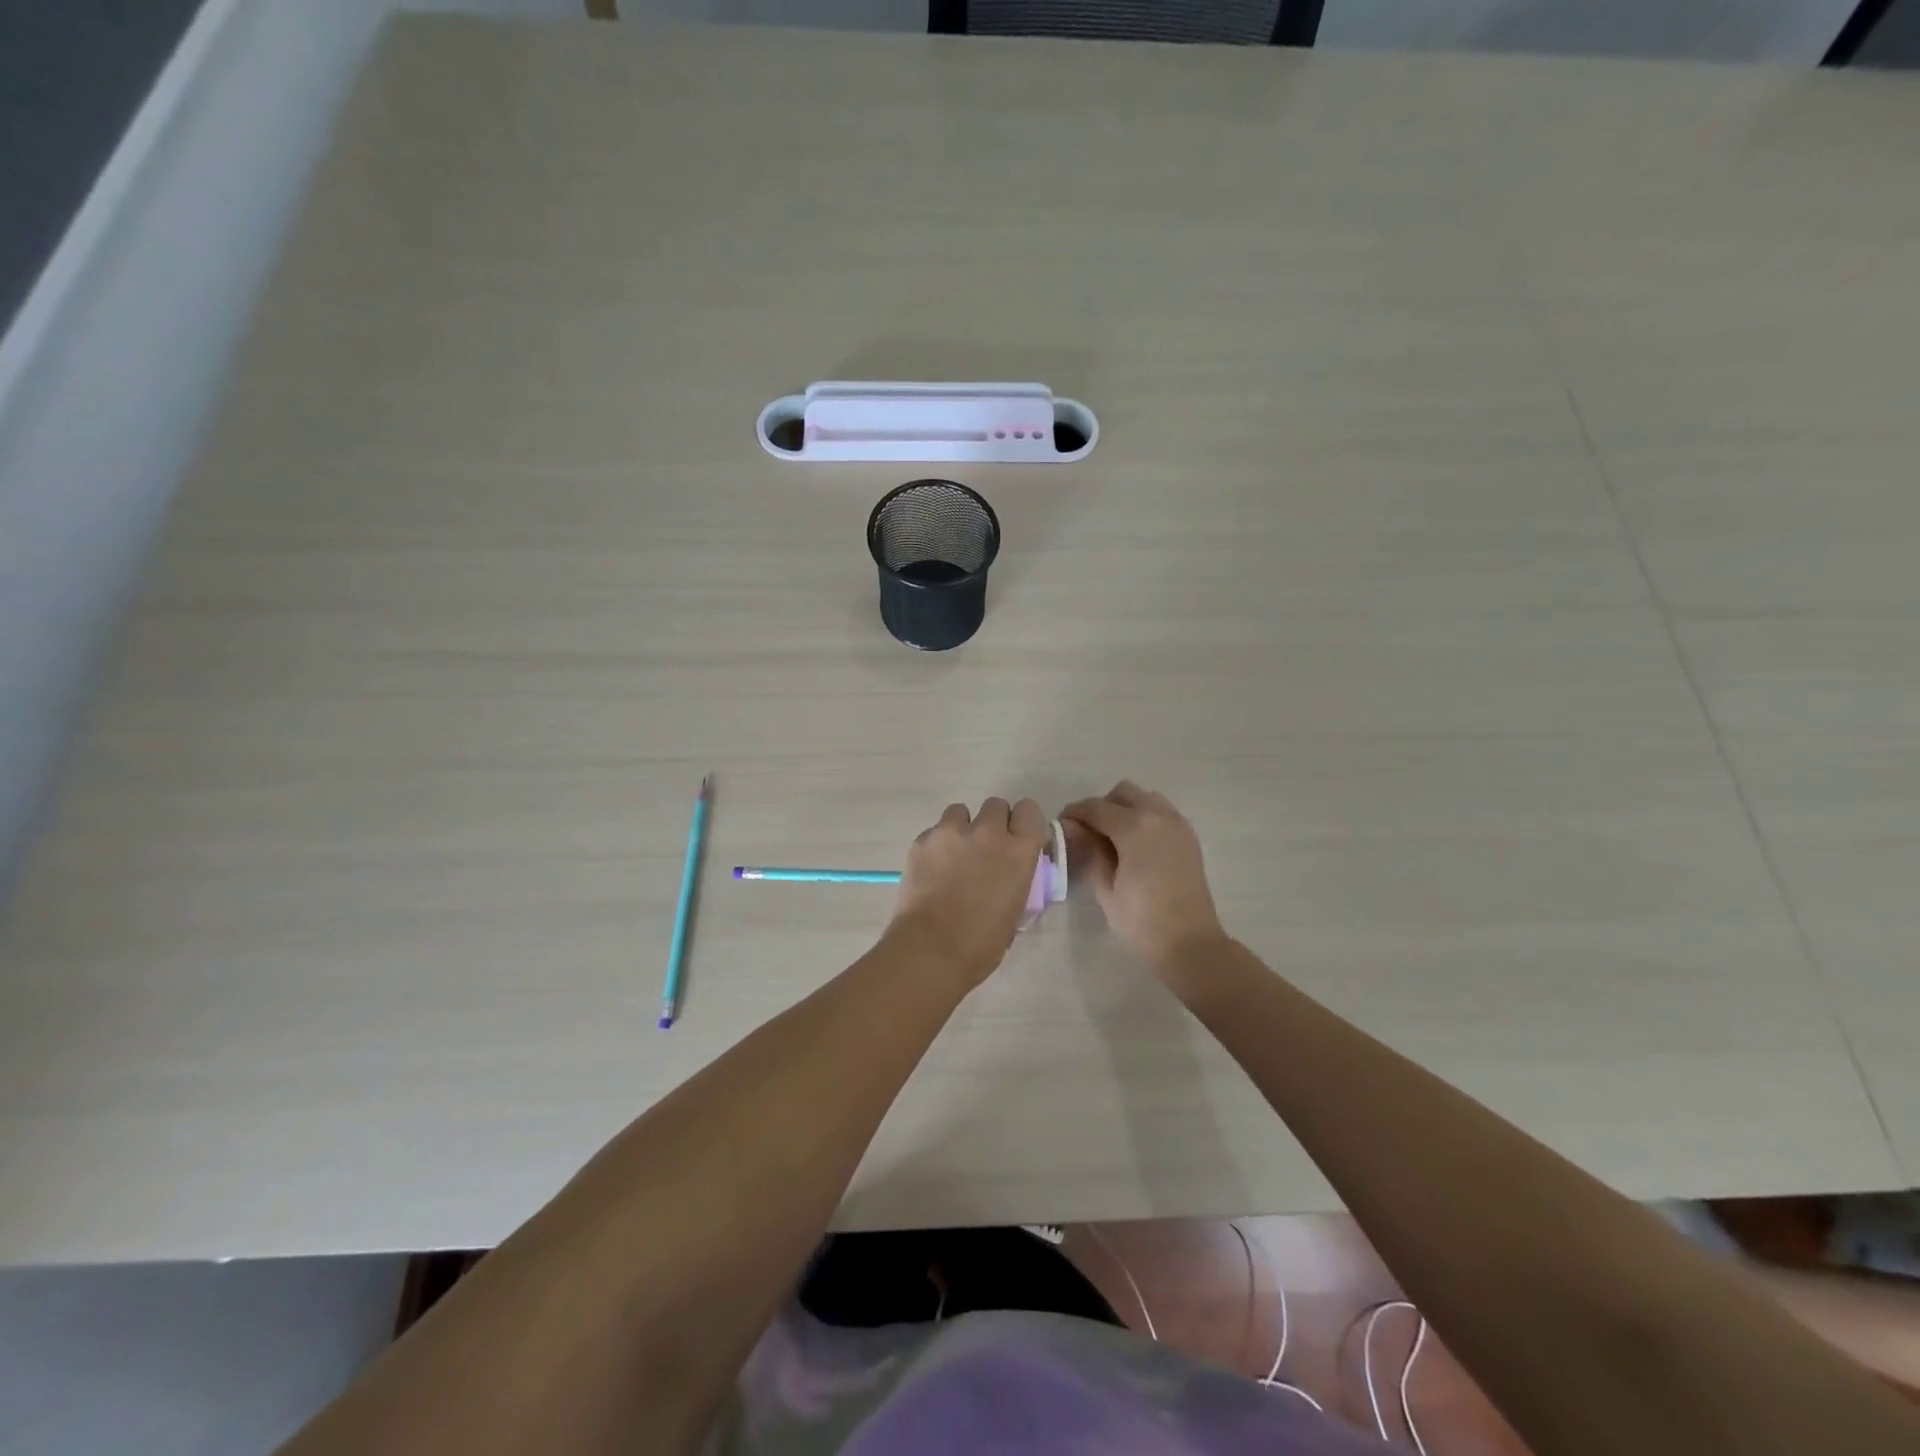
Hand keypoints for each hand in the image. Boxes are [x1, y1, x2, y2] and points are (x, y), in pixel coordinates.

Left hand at [887, 798, 1048, 988]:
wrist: (931, 949)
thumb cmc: (982, 943)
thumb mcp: (1016, 909)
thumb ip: (1016, 878)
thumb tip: (1009, 873)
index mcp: (1019, 850)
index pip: (1029, 810)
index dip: (1022, 823)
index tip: (1016, 839)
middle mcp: (988, 831)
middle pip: (995, 805)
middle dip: (992, 823)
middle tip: (984, 850)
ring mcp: (952, 832)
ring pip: (960, 812)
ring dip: (962, 829)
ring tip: (953, 857)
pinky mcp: (922, 840)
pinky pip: (935, 831)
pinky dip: (936, 845)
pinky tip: (931, 870)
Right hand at [1062, 782, 1226, 970]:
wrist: (1190, 945)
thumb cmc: (1141, 921)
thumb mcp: (1105, 888)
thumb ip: (1090, 850)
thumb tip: (1073, 828)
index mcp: (1135, 827)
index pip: (1096, 807)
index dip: (1074, 813)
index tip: (1060, 825)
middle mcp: (1159, 816)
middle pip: (1123, 793)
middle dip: (1102, 806)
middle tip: (1088, 832)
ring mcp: (1178, 824)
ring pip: (1145, 798)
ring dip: (1126, 808)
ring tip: (1113, 837)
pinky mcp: (1188, 837)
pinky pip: (1162, 812)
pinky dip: (1145, 817)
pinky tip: (1135, 845)